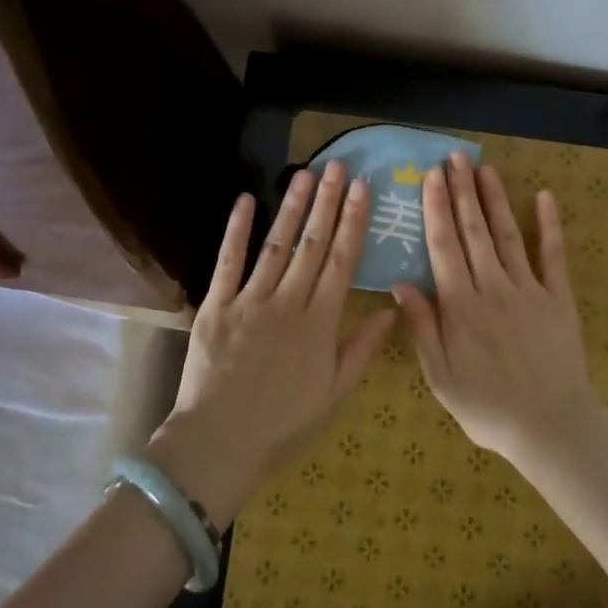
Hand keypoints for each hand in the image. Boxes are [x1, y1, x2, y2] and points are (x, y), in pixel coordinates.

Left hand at [146, 162, 395, 524]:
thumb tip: (391, 309)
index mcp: (319, 322)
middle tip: (337, 166)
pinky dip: (236, 230)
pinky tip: (245, 200)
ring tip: (304, 174)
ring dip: (292, 207)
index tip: (362, 189)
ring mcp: (249, 300)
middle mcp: (287, 302)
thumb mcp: (335, 393)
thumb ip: (362, 349)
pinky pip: (227, 262)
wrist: (219, 441)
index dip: (353, 221)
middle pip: (312, 243)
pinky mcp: (216, 306)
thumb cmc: (283, 423)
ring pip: (276, 245)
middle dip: (327, 202)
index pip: (342, 261)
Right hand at [391, 152, 599, 462]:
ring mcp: (529, 289)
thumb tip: (400, 283)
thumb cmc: (487, 407)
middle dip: (462, 191)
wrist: (550, 425)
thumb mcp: (441, 378)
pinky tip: (545, 197)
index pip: (443, 246)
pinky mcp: (558, 298)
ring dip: (494, 199)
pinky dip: (550, 225)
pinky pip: (554, 255)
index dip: (436, 208)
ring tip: (484, 168)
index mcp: (461, 306)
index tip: (431, 177)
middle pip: (474, 231)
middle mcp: (493, 288)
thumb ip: (423, 328)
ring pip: (507, 235)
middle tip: (454, 158)